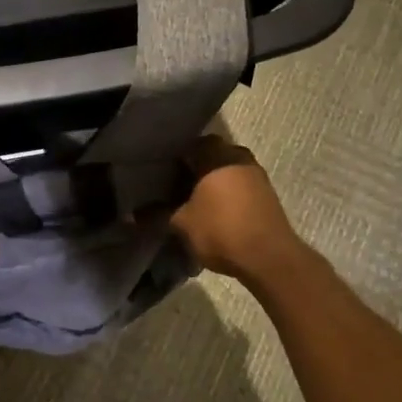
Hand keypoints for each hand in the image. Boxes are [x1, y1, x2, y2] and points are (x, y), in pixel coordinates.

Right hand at [171, 136, 307, 283]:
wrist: (269, 258)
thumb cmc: (221, 230)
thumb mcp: (182, 224)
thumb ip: (157, 214)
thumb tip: (132, 215)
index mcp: (217, 156)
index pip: (194, 143)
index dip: (178, 154)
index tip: (164, 169)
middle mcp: (239, 158)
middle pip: (214, 155)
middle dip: (197, 168)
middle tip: (177, 185)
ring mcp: (257, 177)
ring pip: (229, 171)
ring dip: (215, 182)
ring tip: (196, 202)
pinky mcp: (268, 196)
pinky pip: (241, 186)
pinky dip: (229, 195)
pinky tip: (216, 213)